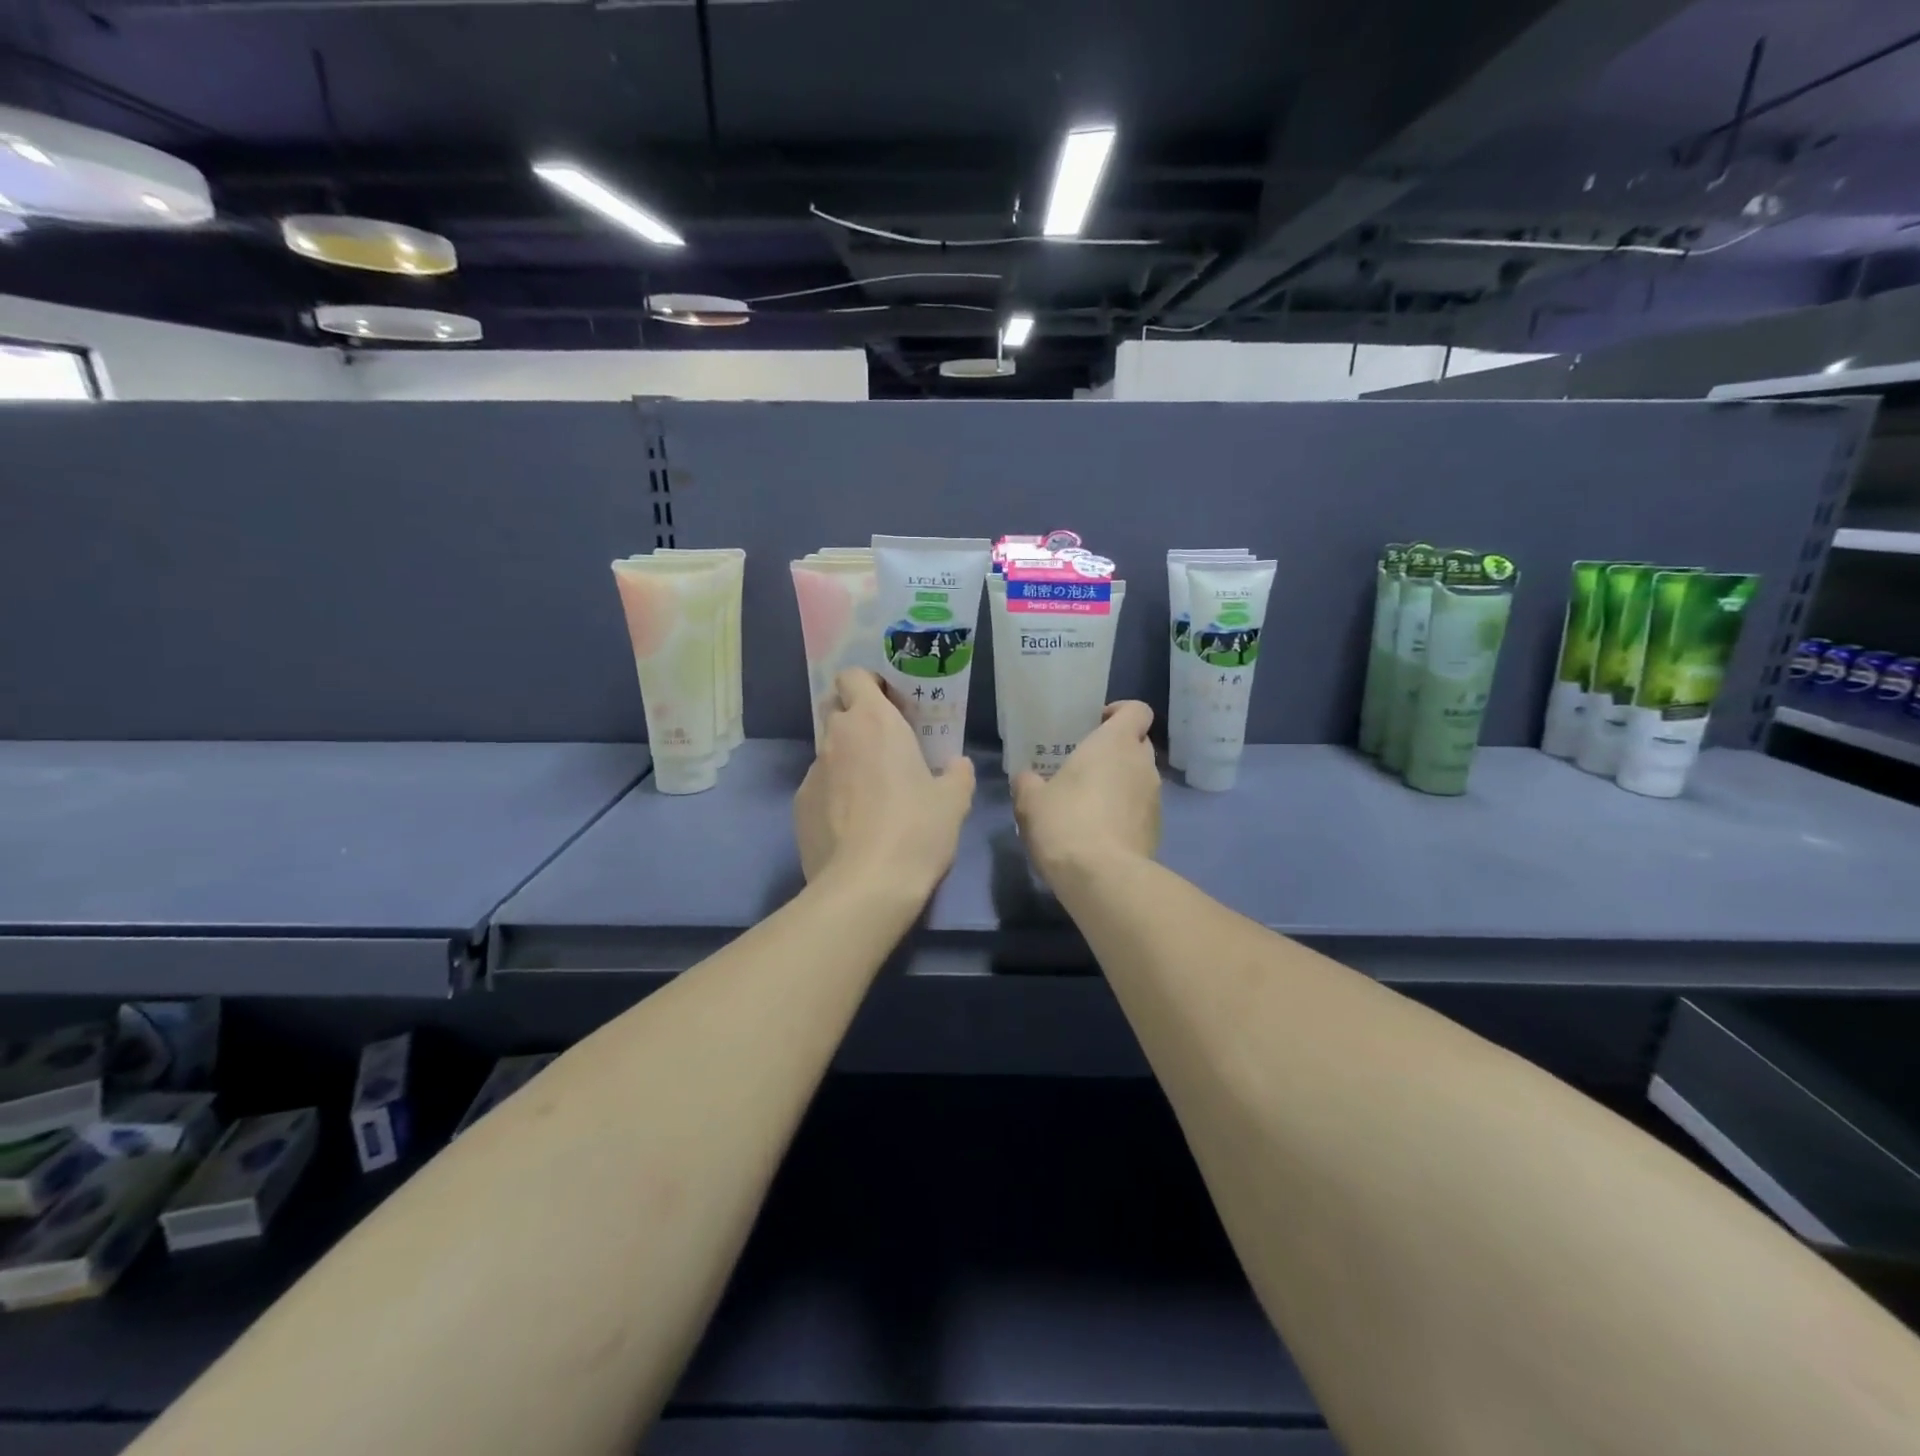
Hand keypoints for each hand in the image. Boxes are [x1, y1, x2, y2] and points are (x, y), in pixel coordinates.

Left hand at [794, 669, 976, 897]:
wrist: (865, 885)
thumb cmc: (916, 830)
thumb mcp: (954, 801)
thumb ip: (957, 774)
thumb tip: (957, 765)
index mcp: (874, 722)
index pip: (853, 676)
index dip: (869, 683)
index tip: (890, 703)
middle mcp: (837, 737)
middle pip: (834, 706)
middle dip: (853, 715)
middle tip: (882, 742)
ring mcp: (812, 772)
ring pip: (827, 750)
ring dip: (846, 758)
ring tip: (871, 793)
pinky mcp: (799, 805)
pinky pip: (818, 786)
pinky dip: (833, 794)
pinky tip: (853, 824)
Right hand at [1012, 701, 1160, 886]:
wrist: (1103, 877)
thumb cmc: (1065, 823)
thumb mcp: (1030, 801)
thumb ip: (1028, 782)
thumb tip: (1028, 778)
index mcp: (1115, 743)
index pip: (1137, 710)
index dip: (1120, 711)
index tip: (1096, 723)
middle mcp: (1142, 764)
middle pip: (1138, 743)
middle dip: (1116, 750)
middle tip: (1085, 765)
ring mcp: (1155, 798)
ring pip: (1140, 778)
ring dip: (1120, 783)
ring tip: (1090, 803)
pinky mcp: (1157, 829)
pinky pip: (1141, 808)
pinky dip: (1125, 812)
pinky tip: (1100, 832)